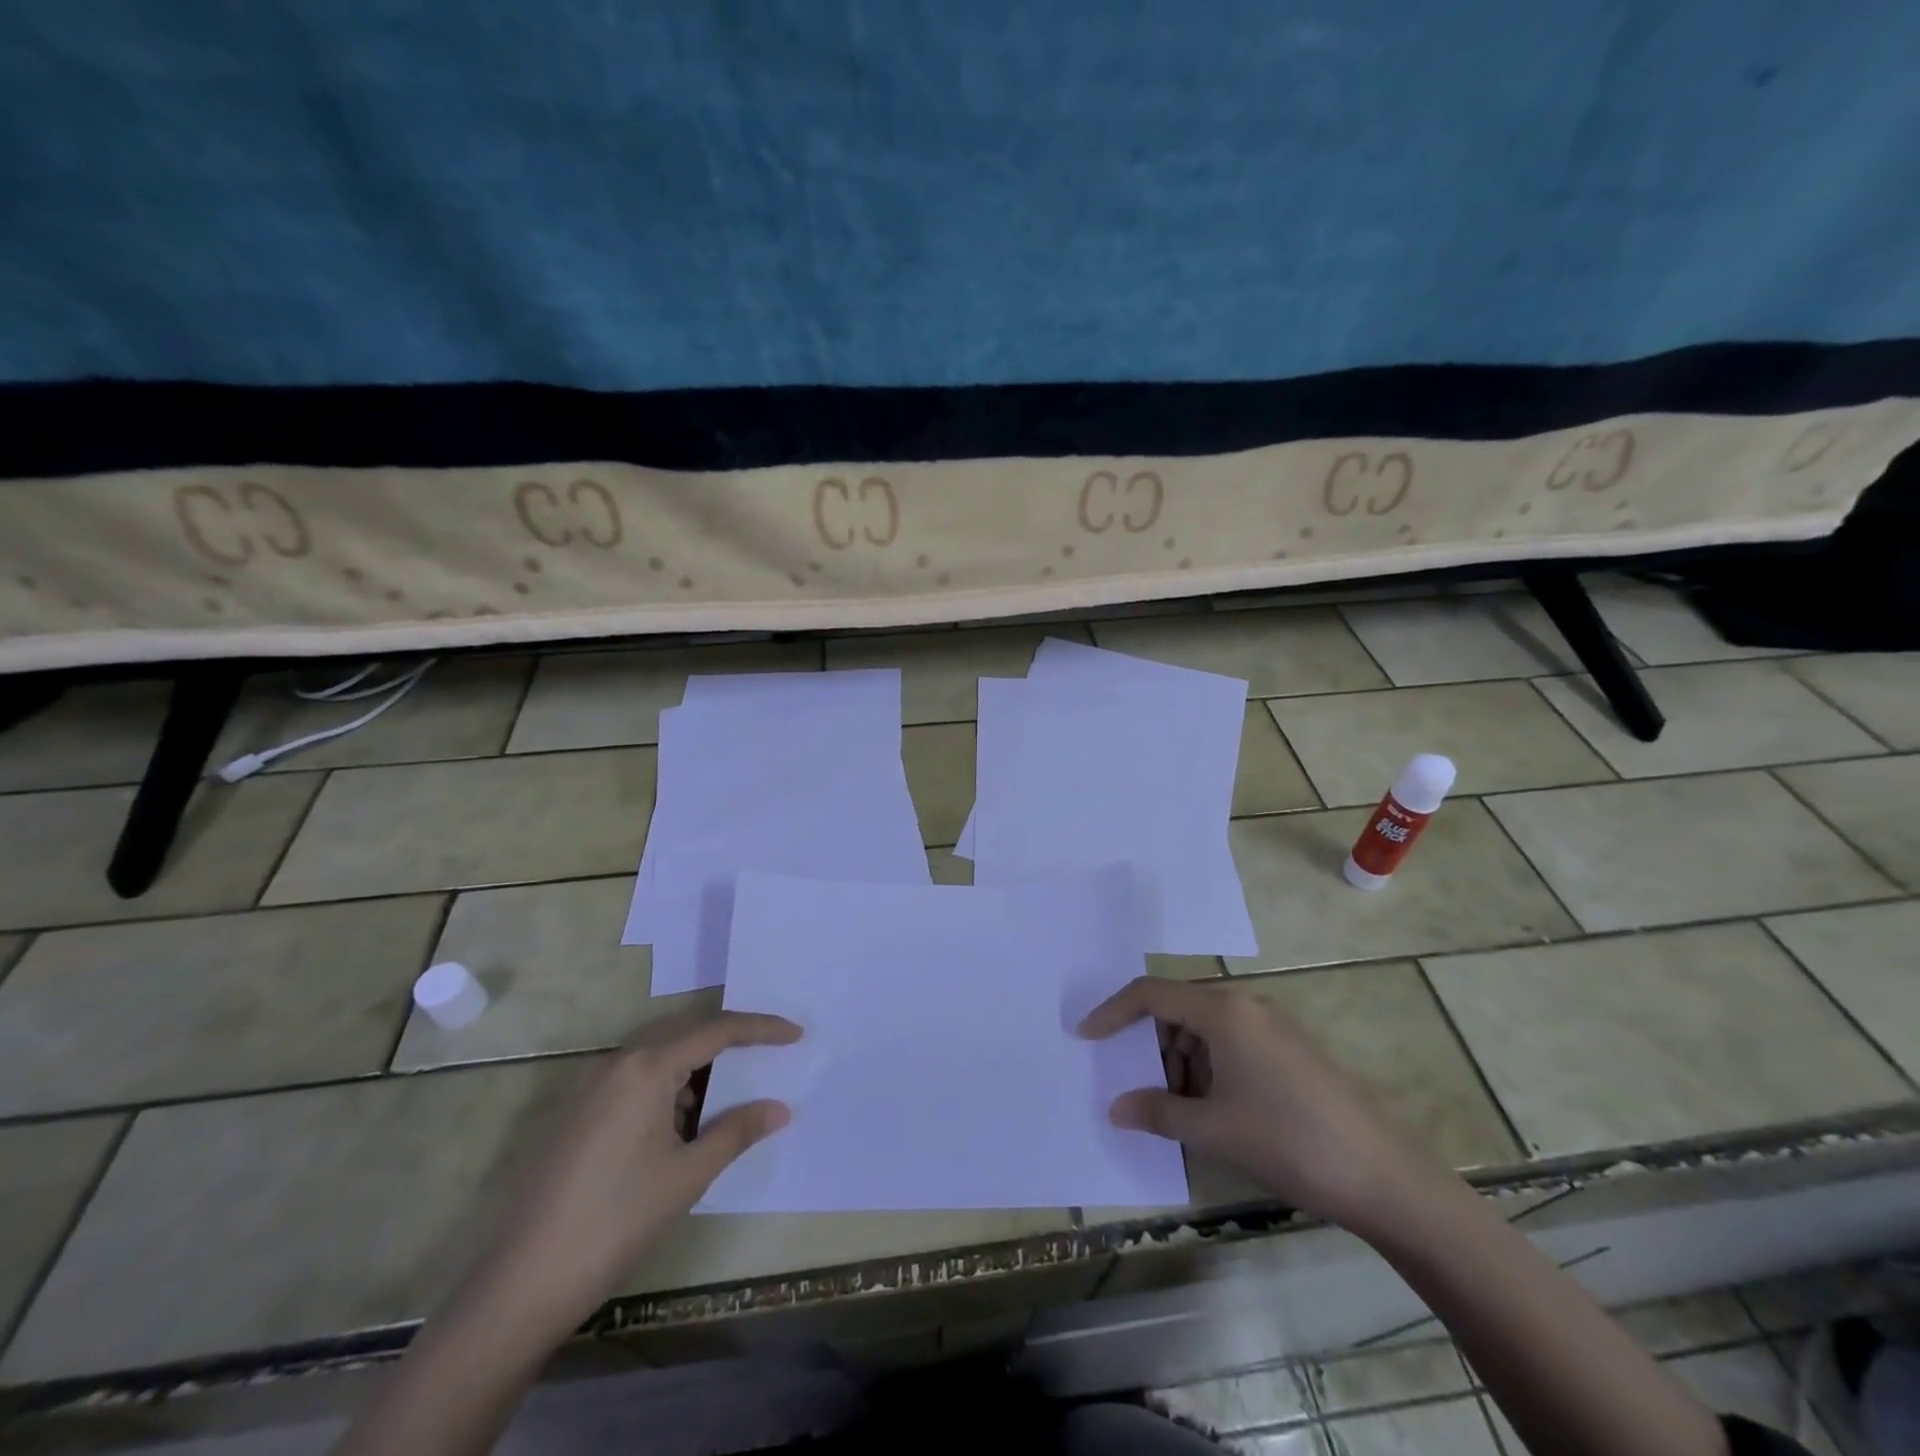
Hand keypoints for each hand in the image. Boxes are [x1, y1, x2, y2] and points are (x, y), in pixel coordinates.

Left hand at [462, 1011, 801, 1338]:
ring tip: (728, 1098)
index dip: (761, 1029)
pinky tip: (681, 1124)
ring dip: (697, 1068)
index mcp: (647, 1066)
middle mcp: (617, 1062)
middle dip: (730, 1041)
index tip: (795, 1034)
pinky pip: (635, 1079)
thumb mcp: (688, 1174)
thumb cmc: (616, 1220)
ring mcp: (591, 1085)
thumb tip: (780, 1108)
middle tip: (768, 1056)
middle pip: (686, 1033)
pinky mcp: (577, 1111)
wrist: (522, 1283)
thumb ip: (737, 1131)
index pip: (717, 1030)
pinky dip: (668, 1088)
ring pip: (659, 1056)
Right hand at [1079, 977, 1439, 1232]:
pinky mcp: (1287, 1051)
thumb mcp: (1214, 1129)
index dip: (1112, 1012)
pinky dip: (1207, 1068)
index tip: (1085, 1037)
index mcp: (1222, 1010)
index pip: (1151, 994)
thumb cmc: (1288, 1141)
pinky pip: (1229, 1044)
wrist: (1383, 1177)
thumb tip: (1116, 1108)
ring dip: (1179, 1061)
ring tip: (1178, 1108)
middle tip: (1139, 1086)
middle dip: (1150, 1044)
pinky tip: (1212, 1110)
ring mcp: (1270, 1027)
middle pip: (1177, 1007)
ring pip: (1203, 1028)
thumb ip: (1158, 1112)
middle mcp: (1244, 1006)